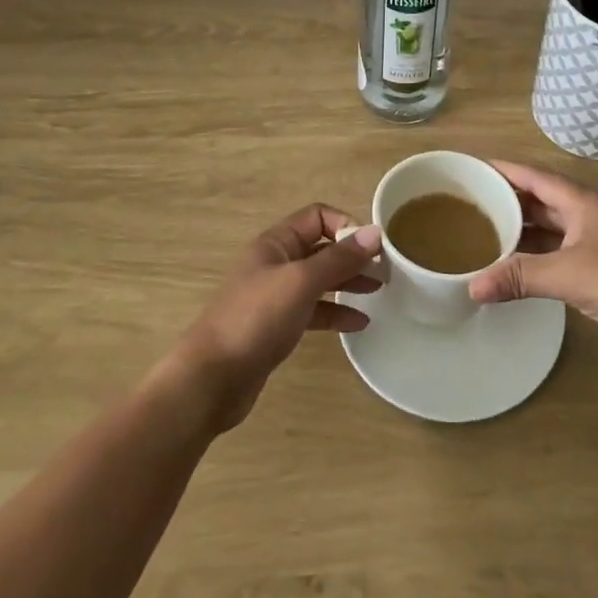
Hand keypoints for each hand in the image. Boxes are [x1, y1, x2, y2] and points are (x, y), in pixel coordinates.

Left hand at [171, 205, 382, 431]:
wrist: (211, 380)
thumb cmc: (255, 319)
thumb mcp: (301, 282)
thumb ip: (339, 258)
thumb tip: (375, 232)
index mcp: (276, 243)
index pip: (317, 217)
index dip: (346, 225)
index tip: (373, 246)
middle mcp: (276, 263)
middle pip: (321, 248)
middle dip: (353, 255)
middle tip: (386, 270)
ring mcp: (275, 296)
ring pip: (319, 280)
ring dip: (348, 282)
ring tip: (380, 291)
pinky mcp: (277, 327)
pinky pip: (313, 310)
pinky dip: (335, 313)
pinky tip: (359, 323)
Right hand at [468, 160, 597, 355]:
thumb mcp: (567, 276)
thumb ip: (519, 277)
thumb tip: (472, 286)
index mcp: (582, 200)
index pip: (534, 176)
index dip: (503, 170)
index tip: (472, 169)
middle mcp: (589, 211)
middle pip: (541, 197)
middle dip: (508, 199)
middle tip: (470, 204)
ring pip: (552, 224)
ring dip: (523, 227)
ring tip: (486, 232)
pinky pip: (560, 246)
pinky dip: (538, 251)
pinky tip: (518, 263)